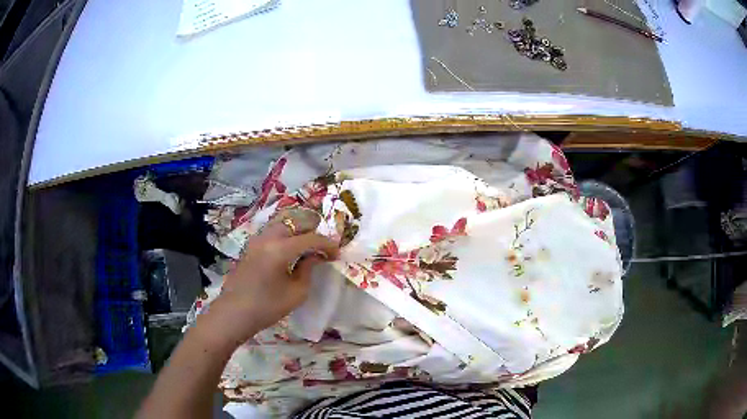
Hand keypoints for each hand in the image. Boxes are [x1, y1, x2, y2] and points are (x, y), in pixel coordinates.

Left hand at [204, 219, 338, 345]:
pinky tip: (290, 250)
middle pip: (295, 222)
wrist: (234, 313)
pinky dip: (285, 235)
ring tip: (308, 246)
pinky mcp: (250, 246)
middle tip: (323, 247)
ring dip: (298, 230)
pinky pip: (272, 232)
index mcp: (280, 249)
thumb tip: (315, 257)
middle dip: (313, 231)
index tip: (337, 254)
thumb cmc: (267, 307)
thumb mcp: (296, 293)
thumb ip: (308, 269)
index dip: (327, 244)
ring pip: (282, 223)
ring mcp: (256, 240)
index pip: (310, 238)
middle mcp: (268, 237)